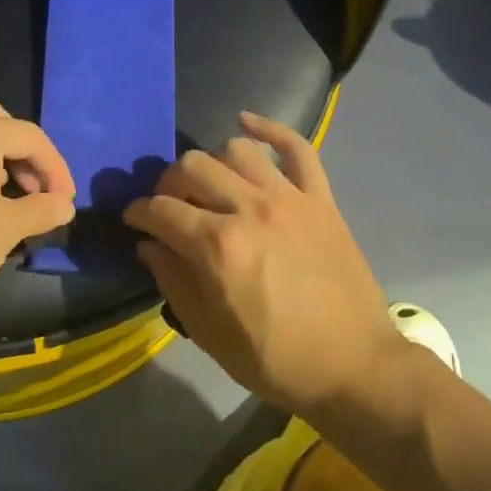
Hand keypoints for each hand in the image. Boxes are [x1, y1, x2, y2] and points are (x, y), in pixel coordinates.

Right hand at [123, 111, 399, 414]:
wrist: (357, 368)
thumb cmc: (278, 360)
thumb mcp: (210, 335)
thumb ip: (173, 283)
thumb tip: (148, 245)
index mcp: (218, 247)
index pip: (160, 210)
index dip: (138, 212)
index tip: (133, 220)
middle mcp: (249, 209)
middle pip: (190, 168)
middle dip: (167, 184)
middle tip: (168, 205)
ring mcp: (288, 198)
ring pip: (235, 149)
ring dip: (211, 161)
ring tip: (209, 183)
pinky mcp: (320, 198)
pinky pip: (297, 148)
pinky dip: (270, 129)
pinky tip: (247, 122)